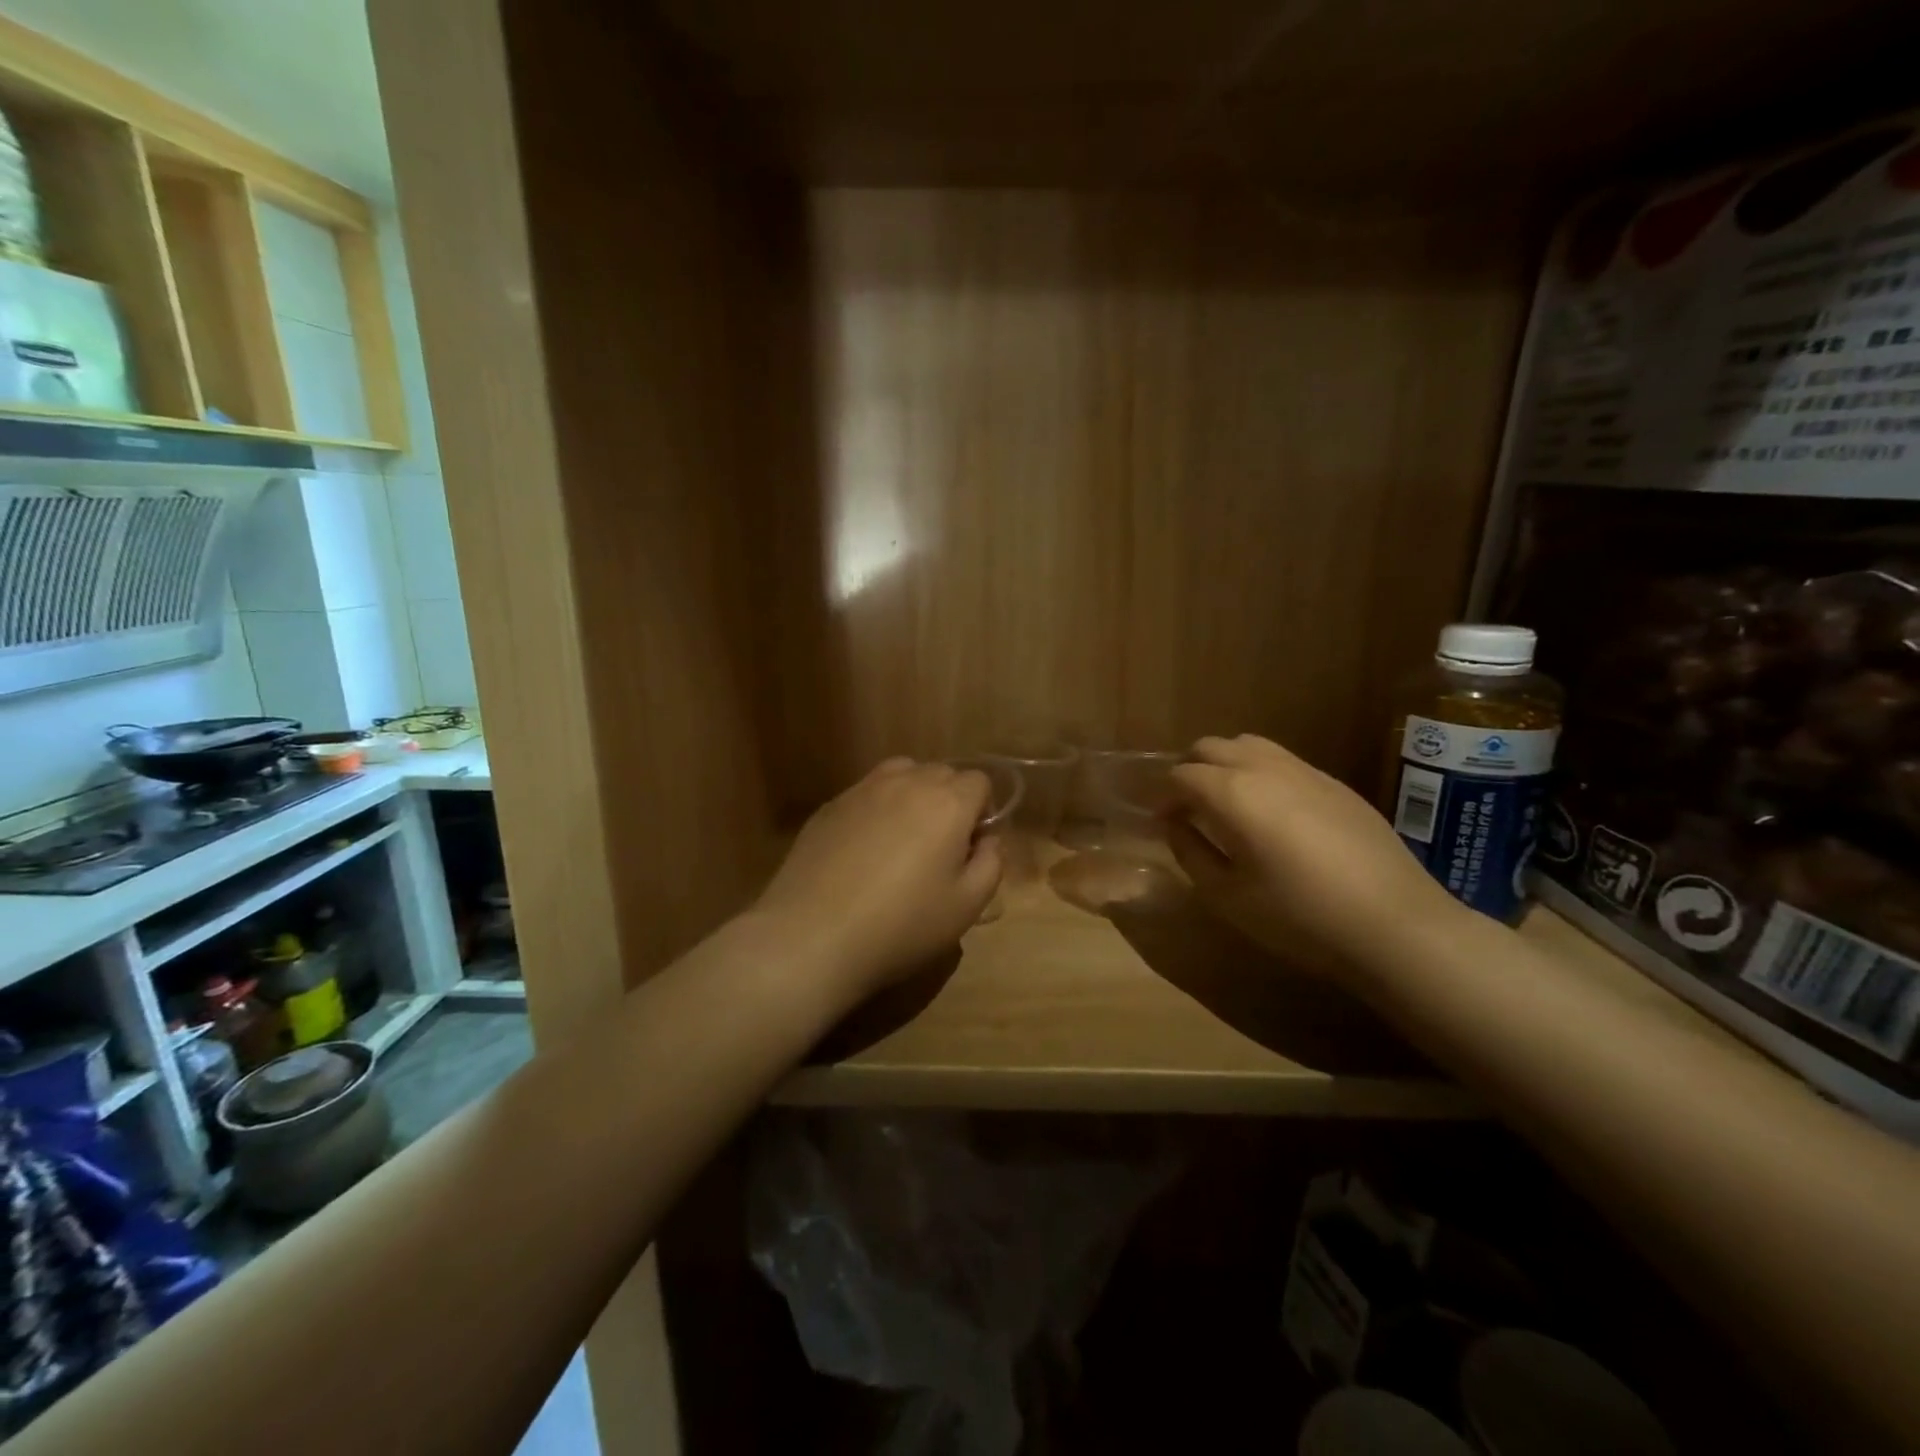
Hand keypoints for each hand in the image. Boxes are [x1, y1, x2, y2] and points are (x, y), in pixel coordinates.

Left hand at [755, 758, 1002, 997]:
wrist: (813, 935)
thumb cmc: (902, 924)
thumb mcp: (966, 906)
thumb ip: (990, 864)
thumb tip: (986, 840)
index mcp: (948, 802)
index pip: (979, 781)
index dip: (982, 812)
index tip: (971, 848)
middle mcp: (906, 782)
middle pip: (941, 773)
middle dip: (950, 801)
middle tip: (940, 849)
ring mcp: (862, 790)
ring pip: (901, 774)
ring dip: (912, 796)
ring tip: (903, 840)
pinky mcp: (829, 806)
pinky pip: (866, 793)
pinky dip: (876, 809)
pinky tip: (863, 852)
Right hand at [1164, 734, 1462, 979]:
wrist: (1395, 925)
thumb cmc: (1299, 917)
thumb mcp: (1227, 896)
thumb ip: (1190, 852)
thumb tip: (1176, 825)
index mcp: (1232, 793)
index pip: (1180, 775)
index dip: (1164, 797)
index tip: (1164, 824)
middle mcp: (1264, 768)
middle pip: (1210, 747)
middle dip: (1189, 771)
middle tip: (1188, 808)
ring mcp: (1305, 770)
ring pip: (1248, 744)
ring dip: (1225, 764)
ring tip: (1226, 803)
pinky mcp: (1335, 783)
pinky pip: (1282, 760)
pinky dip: (1259, 772)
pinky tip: (1271, 812)